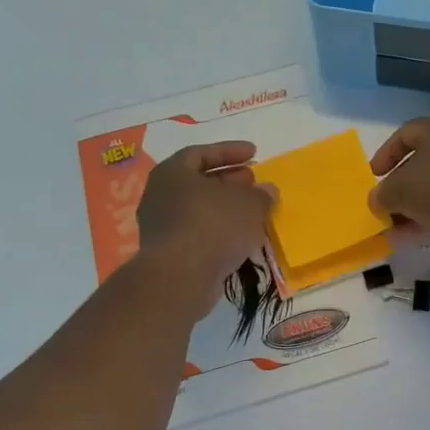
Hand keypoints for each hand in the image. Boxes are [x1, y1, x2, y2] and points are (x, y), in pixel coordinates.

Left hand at [137, 141, 275, 313]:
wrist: (180, 278)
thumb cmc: (213, 226)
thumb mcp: (249, 204)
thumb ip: (261, 195)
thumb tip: (268, 191)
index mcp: (173, 173)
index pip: (201, 153)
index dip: (229, 151)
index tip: (254, 153)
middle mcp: (161, 195)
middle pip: (199, 181)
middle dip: (229, 180)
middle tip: (253, 181)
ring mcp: (161, 225)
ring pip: (199, 208)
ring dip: (225, 207)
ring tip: (251, 211)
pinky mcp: (168, 252)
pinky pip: (198, 232)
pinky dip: (218, 230)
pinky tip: (240, 237)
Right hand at [368, 116, 429, 245]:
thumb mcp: (401, 190)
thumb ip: (382, 194)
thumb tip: (376, 201)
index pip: (404, 134)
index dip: (385, 155)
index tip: (373, 176)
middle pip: (422, 163)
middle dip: (400, 188)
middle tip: (385, 205)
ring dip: (414, 208)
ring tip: (393, 230)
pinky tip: (413, 237)